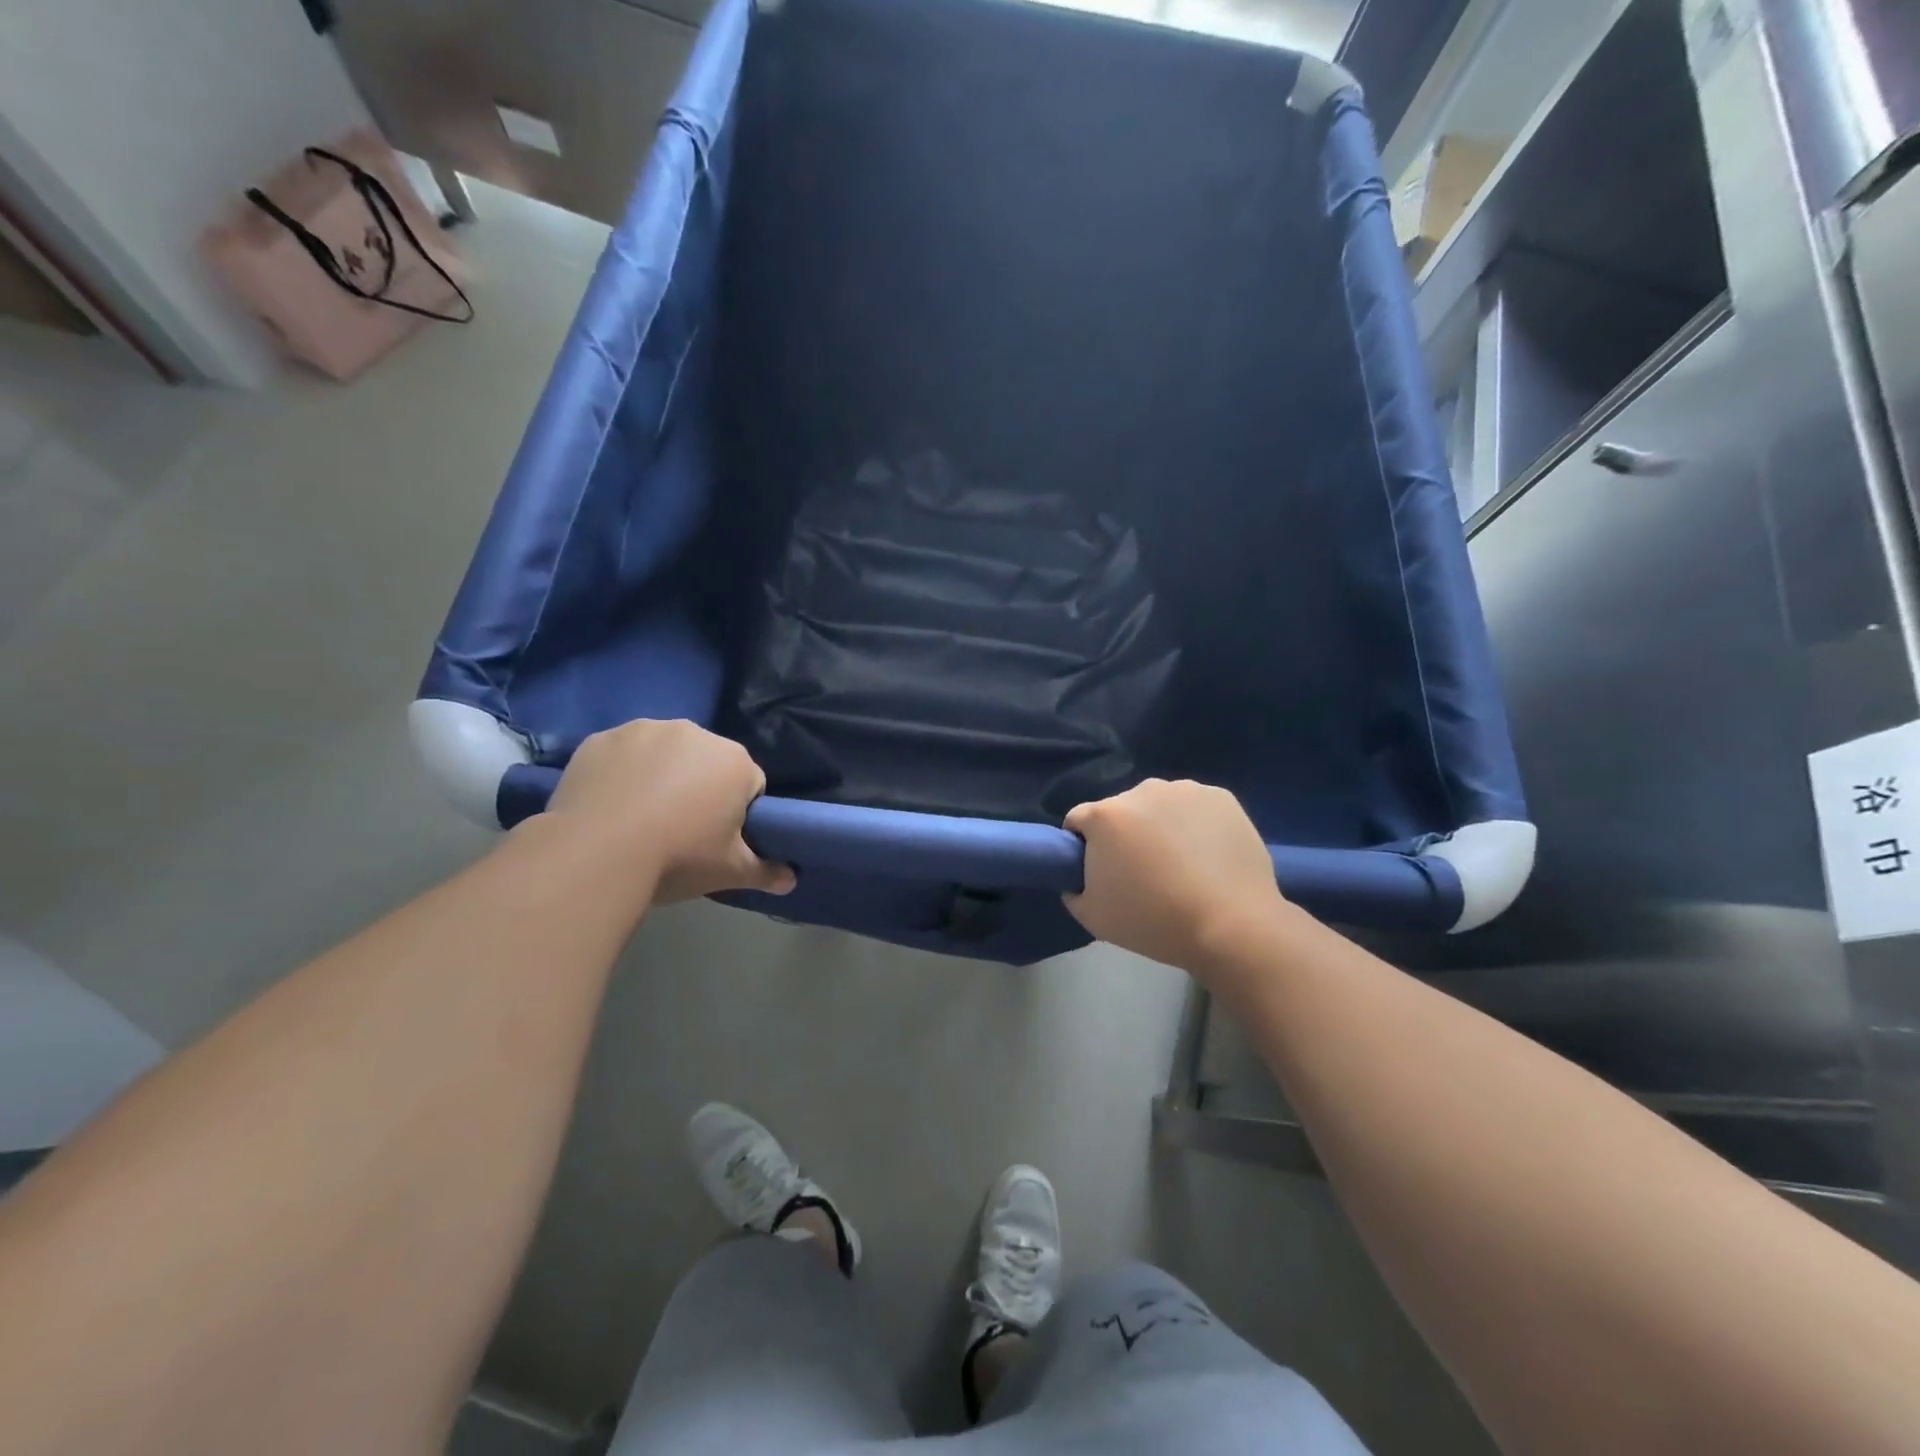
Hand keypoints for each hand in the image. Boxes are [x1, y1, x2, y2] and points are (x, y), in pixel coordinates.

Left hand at [545, 720, 794, 903]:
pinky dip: (620, 772)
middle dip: (699, 787)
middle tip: (678, 829)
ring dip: (659, 775)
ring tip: (638, 818)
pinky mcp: (602, 738)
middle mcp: (694, 733)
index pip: (749, 783)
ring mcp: (644, 730)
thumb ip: (765, 871)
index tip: (717, 837)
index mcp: (735, 761)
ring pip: (663, 753)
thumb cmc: (677, 857)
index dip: (736, 811)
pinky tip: (608, 805)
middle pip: (706, 762)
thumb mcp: (729, 871)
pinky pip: (621, 754)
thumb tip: (790, 881)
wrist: (595, 854)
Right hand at [1064, 779, 1289, 972]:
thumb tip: (1080, 875)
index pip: (1078, 821)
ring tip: (1182, 865)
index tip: (1100, 873)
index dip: (1083, 847)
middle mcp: (1142, 790)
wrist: (1231, 927)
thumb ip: (1073, 887)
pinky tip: (1209, 857)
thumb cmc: (1153, 922)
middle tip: (1144, 873)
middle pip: (1121, 811)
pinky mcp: (1222, 797)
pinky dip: (1196, 825)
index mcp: (1106, 815)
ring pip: (1160, 805)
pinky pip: (1195, 808)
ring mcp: (1186, 790)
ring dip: (1161, 826)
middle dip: (1125, 834)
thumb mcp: (1091, 916)